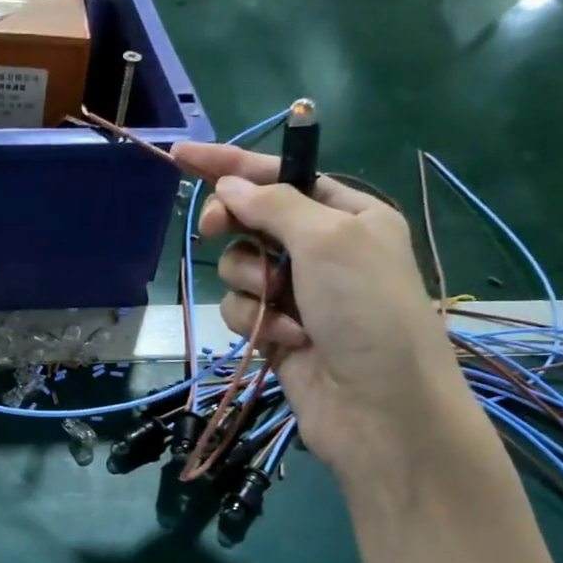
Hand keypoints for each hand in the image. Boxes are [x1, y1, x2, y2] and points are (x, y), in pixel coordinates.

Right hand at [173, 142, 478, 486]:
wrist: (380, 407)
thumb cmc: (367, 309)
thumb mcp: (329, 239)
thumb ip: (275, 205)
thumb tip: (230, 186)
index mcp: (347, 214)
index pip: (279, 176)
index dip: (230, 164)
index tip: (181, 155)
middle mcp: (320, 250)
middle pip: (252, 221)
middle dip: (234, 227)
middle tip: (214, 229)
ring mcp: (296, 293)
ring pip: (239, 269)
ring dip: (251, 283)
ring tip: (279, 305)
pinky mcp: (275, 332)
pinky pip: (240, 310)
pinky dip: (255, 321)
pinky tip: (283, 339)